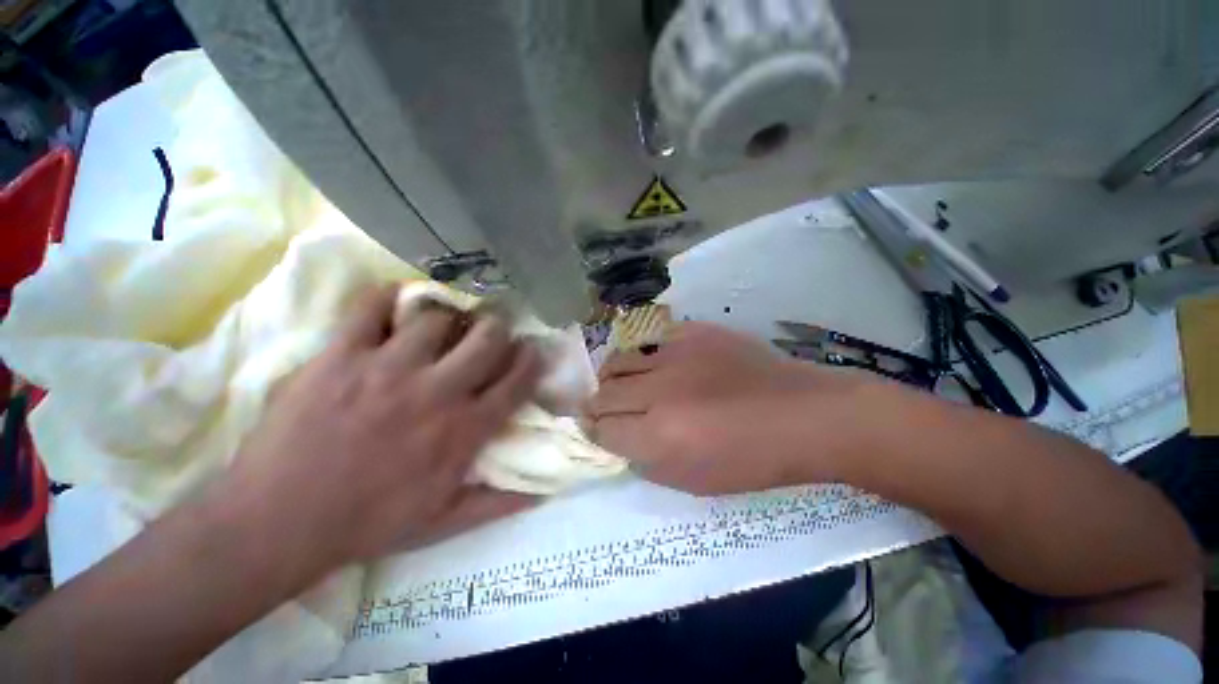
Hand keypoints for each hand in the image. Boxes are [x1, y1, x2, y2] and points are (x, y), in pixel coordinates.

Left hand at [227, 284, 541, 574]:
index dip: (528, 362)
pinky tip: (386, 309)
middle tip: (485, 332)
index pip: (513, 383)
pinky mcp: (342, 351)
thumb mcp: (437, 526)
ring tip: (430, 325)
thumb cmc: (365, 525)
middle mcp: (433, 391)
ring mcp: (386, 366)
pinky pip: (373, 303)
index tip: (528, 352)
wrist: (292, 512)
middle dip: (495, 329)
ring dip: (442, 317)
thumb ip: (491, 505)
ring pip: (434, 315)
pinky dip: (386, 298)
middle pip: (485, 336)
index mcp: (459, 435)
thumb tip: (542, 492)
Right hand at [586, 322, 871, 494]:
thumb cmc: (755, 462)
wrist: (803, 417)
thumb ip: (648, 463)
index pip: (601, 430)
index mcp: (659, 437)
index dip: (595, 434)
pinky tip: (658, 366)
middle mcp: (660, 391)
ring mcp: (678, 354)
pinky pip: (653, 338)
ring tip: (623, 385)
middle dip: (598, 406)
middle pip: (604, 392)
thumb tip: (624, 443)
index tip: (599, 434)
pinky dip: (646, 355)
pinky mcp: (697, 332)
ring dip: (613, 377)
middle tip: (605, 413)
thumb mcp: (693, 483)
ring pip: (620, 359)